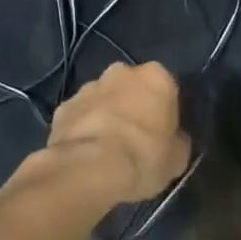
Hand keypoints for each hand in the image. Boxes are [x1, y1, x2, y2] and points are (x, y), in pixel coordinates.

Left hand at [45, 63, 190, 202]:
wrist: (90, 167)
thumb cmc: (143, 156)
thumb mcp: (177, 158)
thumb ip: (177, 141)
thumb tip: (174, 140)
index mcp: (156, 77)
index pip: (165, 87)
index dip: (164, 110)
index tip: (162, 131)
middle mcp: (121, 72)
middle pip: (131, 87)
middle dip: (132, 104)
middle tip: (135, 136)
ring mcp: (88, 87)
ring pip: (102, 98)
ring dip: (106, 114)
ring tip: (107, 147)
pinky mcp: (63, 106)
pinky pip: (79, 115)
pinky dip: (83, 128)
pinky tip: (85, 152)